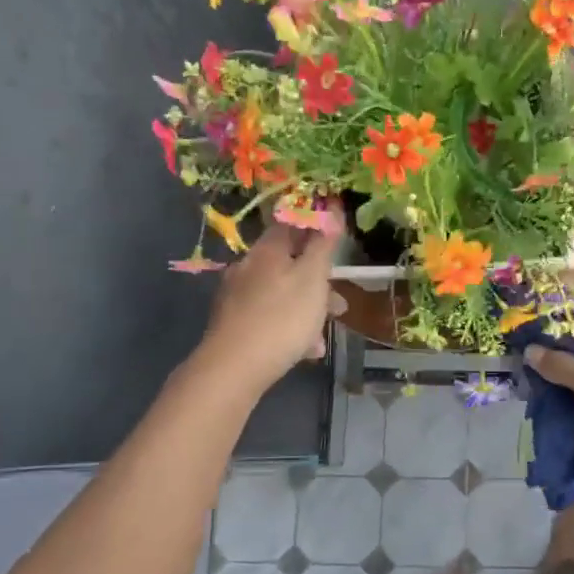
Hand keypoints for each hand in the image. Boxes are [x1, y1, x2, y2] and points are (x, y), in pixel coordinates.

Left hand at [196, 225, 344, 394]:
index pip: (292, 222)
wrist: (234, 368)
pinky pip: (269, 316)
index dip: (316, 225)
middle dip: (317, 280)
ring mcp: (237, 296)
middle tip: (339, 303)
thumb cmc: (282, 318)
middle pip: (289, 263)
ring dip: (307, 308)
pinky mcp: (233, 323)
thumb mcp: (313, 278)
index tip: (337, 241)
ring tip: (324, 333)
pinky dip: (289, 327)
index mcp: (267, 249)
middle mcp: (248, 267)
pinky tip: (305, 349)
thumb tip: (330, 205)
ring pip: (281, 293)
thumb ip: (323, 243)